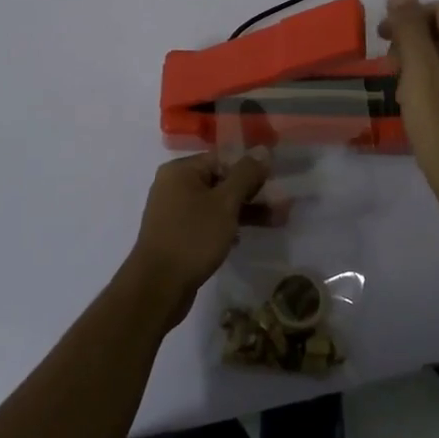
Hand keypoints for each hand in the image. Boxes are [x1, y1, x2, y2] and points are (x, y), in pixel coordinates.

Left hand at [122, 151, 268, 328]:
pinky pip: (207, 222)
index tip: (274, 182)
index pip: (222, 159)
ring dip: (245, 212)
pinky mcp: (177, 235)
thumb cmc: (192, 238)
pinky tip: (244, 239)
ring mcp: (174, 211)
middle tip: (281, 205)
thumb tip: (262, 149)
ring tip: (276, 221)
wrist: (157, 288)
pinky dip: (226, 226)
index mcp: (181, 170)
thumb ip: (245, 175)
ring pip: (216, 204)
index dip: (250, 169)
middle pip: (220, 181)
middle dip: (252, 193)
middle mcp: (174, 185)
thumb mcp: (225, 203)